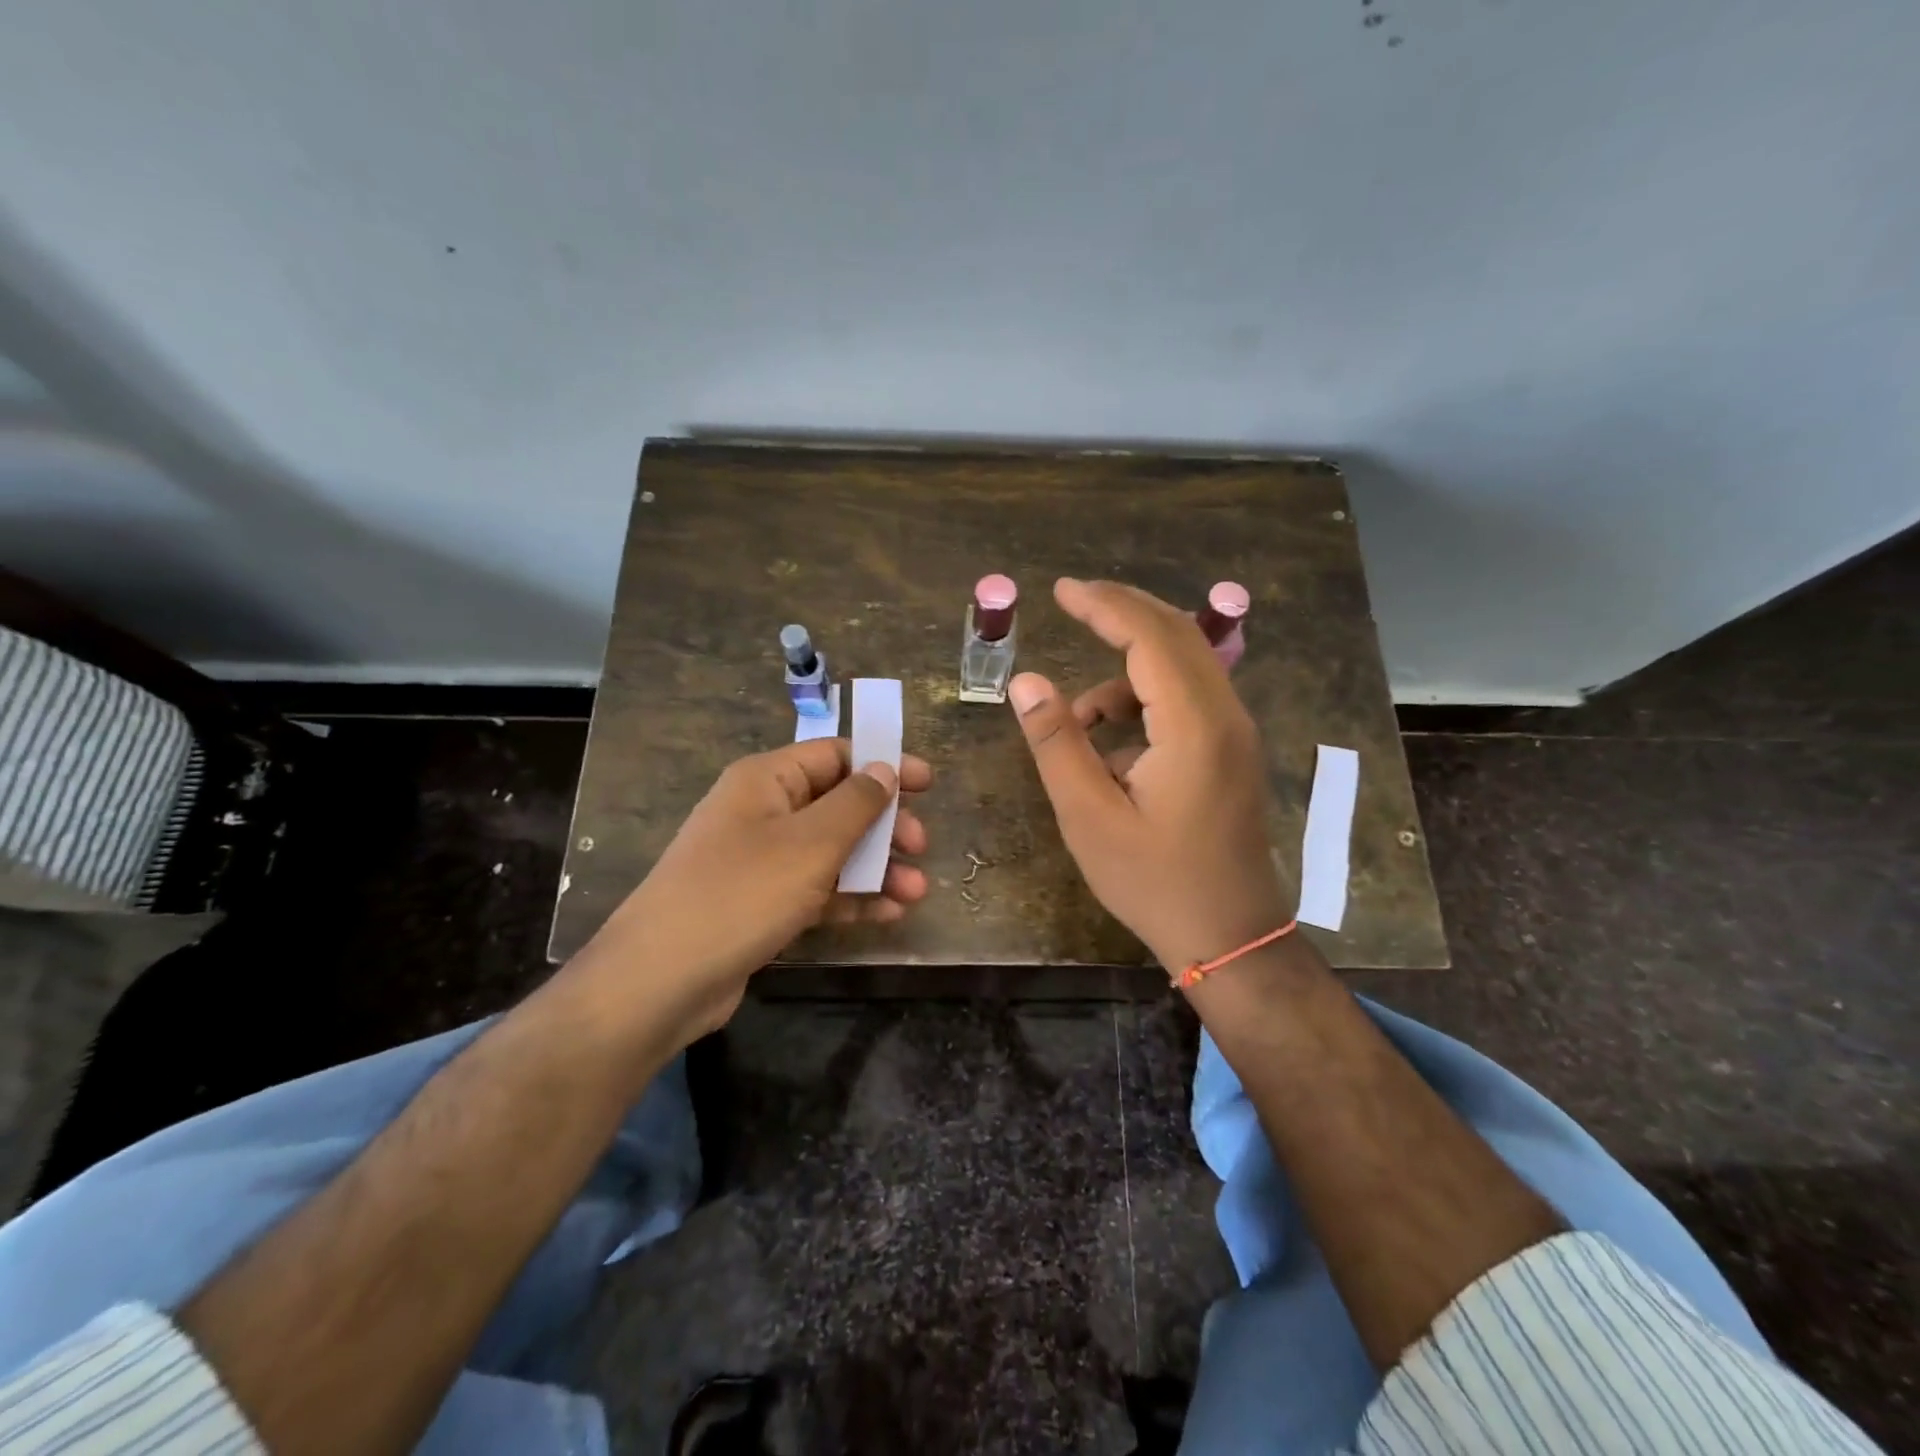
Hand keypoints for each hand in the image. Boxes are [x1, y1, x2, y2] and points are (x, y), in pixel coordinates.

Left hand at [570, 738, 930, 1037]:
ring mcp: (761, 862)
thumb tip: (885, 769)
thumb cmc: (742, 893)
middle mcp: (763, 813)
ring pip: (831, 852)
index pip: (834, 755)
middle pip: (837, 805)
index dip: (882, 765)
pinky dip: (851, 898)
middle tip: (920, 846)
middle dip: (884, 824)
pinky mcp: (762, 904)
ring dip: (875, 867)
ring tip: (916, 891)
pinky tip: (888, 914)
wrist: (662, 979)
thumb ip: (855, 803)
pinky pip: (817, 890)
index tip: (927, 784)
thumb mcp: (810, 843)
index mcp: (767, 780)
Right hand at [1008, 578, 1289, 975]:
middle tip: (1072, 602)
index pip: (1150, 637)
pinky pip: (1187, 699)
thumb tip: (1026, 681)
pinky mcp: (1232, 751)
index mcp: (1194, 725)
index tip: (1060, 590)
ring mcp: (1235, 733)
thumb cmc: (1154, 881)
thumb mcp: (1088, 815)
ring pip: (1183, 666)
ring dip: (1127, 670)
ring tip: (1078, 720)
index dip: (1104, 605)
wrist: (1229, 936)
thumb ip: (1057, 742)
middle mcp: (1225, 715)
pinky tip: (1112, 748)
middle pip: (1176, 635)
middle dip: (1121, 613)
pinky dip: (1144, 702)